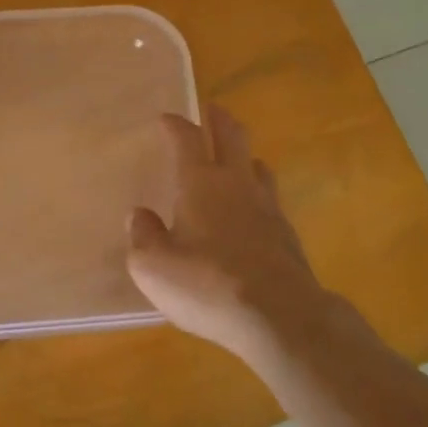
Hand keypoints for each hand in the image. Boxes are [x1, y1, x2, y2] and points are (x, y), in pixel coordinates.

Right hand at [126, 106, 330, 359]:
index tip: (166, 118)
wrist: (279, 316)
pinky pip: (270, 198)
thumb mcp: (154, 268)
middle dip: (219, 119)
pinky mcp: (287, 234)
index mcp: (201, 183)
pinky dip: (257, 191)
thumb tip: (140, 216)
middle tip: (211, 109)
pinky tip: (252, 209)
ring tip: (236, 157)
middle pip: (232, 136)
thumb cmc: (208, 285)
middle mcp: (237, 184)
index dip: (175, 125)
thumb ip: (143, 237)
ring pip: (257, 165)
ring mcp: (268, 207)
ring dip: (244, 155)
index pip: (187, 139)